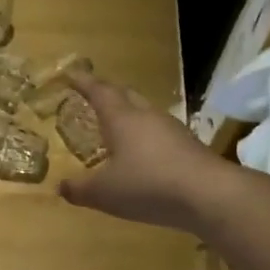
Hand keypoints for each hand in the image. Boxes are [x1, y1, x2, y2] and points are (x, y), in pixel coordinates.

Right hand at [57, 72, 232, 231]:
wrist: (208, 195)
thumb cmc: (147, 185)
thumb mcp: (104, 193)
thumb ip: (79, 189)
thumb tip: (61, 187)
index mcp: (122, 119)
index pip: (99, 91)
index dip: (83, 82)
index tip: (71, 74)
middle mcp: (147, 116)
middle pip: (125, 95)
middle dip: (107, 93)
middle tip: (92, 96)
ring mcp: (171, 130)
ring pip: (144, 113)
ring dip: (128, 115)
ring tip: (114, 127)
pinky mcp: (187, 146)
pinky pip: (158, 133)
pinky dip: (144, 137)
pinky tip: (140, 155)